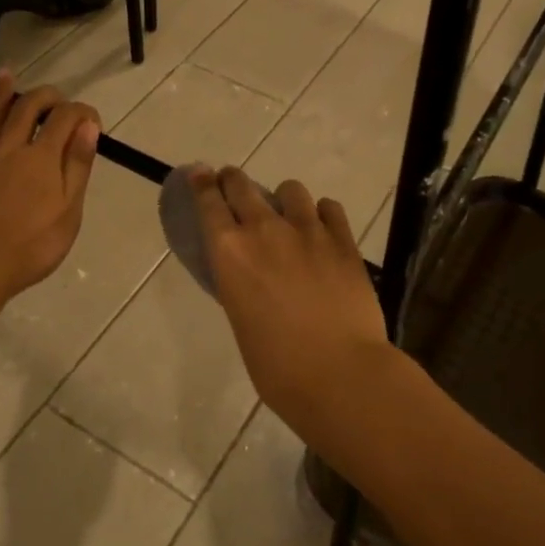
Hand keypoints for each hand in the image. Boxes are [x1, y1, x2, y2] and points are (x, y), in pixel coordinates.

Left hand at [0, 72, 100, 302]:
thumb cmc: (29, 247)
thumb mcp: (68, 213)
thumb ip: (77, 168)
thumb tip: (88, 128)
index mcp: (43, 158)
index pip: (66, 118)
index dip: (82, 111)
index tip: (91, 120)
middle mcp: (12, 146)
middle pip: (29, 107)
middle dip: (48, 96)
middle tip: (58, 98)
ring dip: (5, 91)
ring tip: (9, 74)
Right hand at [188, 167, 391, 420]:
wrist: (338, 372)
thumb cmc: (276, 364)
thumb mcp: (240, 319)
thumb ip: (241, 284)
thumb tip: (249, 273)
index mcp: (230, 252)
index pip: (208, 202)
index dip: (202, 183)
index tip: (201, 173)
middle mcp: (265, 230)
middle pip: (243, 185)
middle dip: (234, 180)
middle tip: (233, 183)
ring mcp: (308, 230)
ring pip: (291, 189)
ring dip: (284, 199)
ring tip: (289, 216)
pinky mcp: (343, 240)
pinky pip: (329, 208)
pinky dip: (322, 214)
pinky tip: (323, 229)